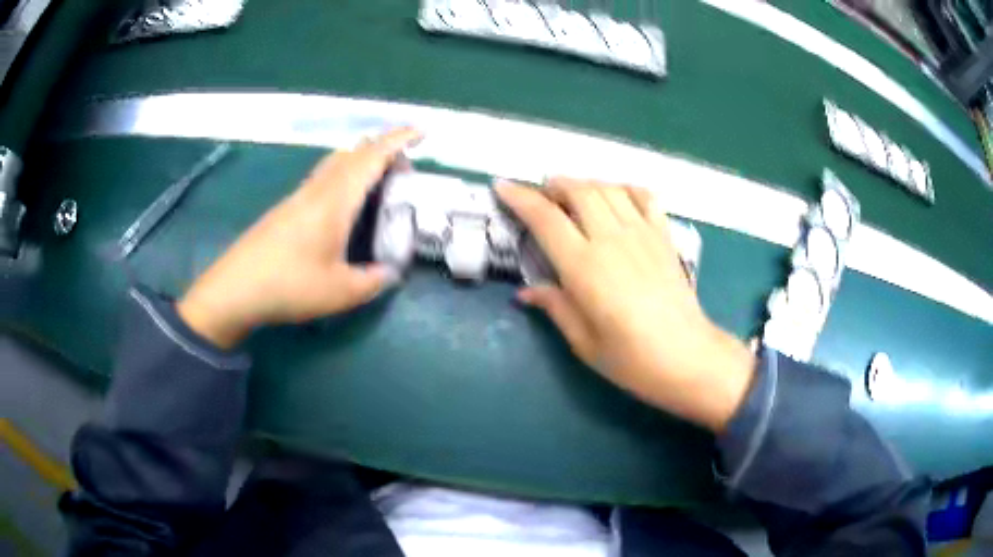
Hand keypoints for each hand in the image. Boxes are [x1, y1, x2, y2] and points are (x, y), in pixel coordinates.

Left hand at [177, 128, 422, 348]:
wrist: (235, 289)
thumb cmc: (289, 285)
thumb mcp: (340, 292)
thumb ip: (373, 281)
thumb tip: (391, 273)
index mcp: (335, 199)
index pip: (371, 156)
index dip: (398, 140)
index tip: (421, 132)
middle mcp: (317, 189)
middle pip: (353, 152)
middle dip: (383, 150)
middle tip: (403, 170)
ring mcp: (298, 196)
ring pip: (335, 162)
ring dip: (361, 161)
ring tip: (378, 183)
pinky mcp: (286, 208)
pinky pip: (323, 178)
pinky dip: (344, 176)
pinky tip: (345, 204)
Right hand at [496, 178, 755, 431]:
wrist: (688, 357)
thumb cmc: (632, 359)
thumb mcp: (583, 342)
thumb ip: (555, 307)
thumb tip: (526, 292)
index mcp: (584, 266)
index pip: (545, 217)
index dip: (520, 197)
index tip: (503, 187)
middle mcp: (611, 239)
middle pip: (578, 191)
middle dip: (553, 186)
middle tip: (541, 197)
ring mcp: (642, 233)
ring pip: (608, 188)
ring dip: (585, 184)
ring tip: (574, 196)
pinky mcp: (664, 236)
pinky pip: (644, 196)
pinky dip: (625, 189)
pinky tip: (617, 198)